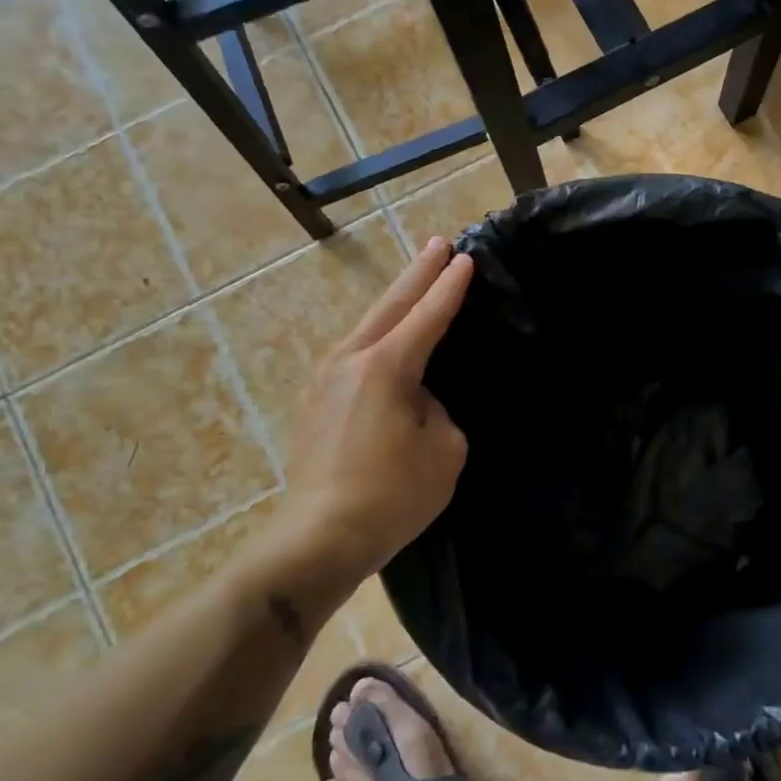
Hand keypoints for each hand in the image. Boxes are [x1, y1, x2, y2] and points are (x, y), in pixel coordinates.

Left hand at [259, 238, 473, 596]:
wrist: (319, 537)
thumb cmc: (392, 495)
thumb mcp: (443, 450)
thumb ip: (436, 410)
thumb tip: (417, 400)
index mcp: (387, 367)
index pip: (428, 316)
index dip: (449, 287)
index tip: (465, 258)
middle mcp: (351, 360)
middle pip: (390, 306)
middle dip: (417, 273)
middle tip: (438, 244)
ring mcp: (325, 379)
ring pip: (366, 326)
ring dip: (394, 302)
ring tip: (414, 282)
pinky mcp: (315, 402)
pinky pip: (354, 352)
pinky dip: (377, 333)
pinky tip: (384, 337)